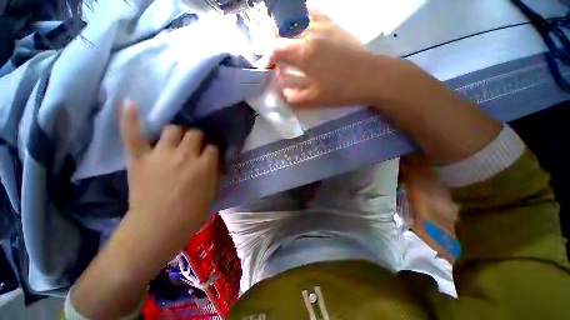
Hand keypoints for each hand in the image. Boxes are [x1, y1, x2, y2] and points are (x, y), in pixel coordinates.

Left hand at [121, 100, 219, 242]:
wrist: (157, 227)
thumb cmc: (191, 213)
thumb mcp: (212, 192)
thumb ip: (214, 172)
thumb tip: (213, 159)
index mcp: (205, 165)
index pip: (213, 146)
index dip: (212, 149)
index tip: (210, 154)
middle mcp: (185, 155)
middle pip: (195, 134)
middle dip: (198, 138)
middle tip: (195, 146)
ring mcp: (161, 154)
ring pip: (173, 129)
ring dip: (178, 133)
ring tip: (177, 139)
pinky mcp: (140, 158)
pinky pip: (133, 134)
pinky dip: (131, 118)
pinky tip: (131, 103)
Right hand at [262, 10, 379, 106]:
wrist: (369, 77)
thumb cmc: (340, 90)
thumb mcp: (313, 100)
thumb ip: (293, 96)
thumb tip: (282, 90)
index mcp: (303, 53)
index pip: (275, 48)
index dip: (267, 58)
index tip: (266, 68)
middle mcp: (310, 33)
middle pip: (281, 30)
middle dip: (272, 43)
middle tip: (273, 56)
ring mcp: (322, 25)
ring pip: (294, 19)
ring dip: (284, 31)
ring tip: (284, 43)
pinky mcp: (333, 24)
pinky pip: (312, 13)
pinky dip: (301, 18)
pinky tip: (301, 27)